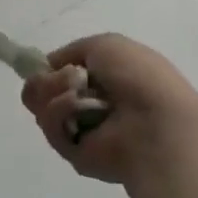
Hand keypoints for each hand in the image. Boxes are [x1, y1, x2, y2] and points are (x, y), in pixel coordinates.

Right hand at [22, 34, 197, 184]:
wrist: (155, 122)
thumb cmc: (138, 77)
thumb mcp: (105, 44)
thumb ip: (71, 51)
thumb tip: (49, 66)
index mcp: (103, 80)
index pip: (60, 74)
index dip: (48, 68)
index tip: (42, 65)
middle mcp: (90, 104)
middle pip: (44, 91)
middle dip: (47, 80)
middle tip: (68, 80)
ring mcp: (81, 130)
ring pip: (42, 107)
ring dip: (54, 91)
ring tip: (76, 93)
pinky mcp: (73, 153)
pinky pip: (50, 127)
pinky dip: (59, 112)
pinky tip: (76, 108)